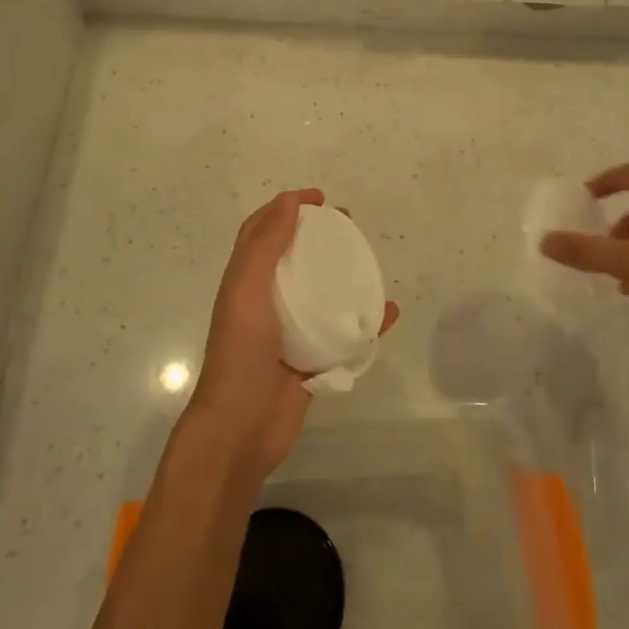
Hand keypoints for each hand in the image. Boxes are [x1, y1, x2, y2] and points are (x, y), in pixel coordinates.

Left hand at [188, 188, 398, 476]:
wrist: (241, 428)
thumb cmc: (240, 353)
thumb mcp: (246, 291)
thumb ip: (264, 247)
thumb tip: (287, 202)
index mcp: (245, 281)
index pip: (262, 231)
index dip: (285, 207)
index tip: (319, 199)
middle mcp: (266, 301)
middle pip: (294, 256)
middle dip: (318, 236)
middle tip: (349, 225)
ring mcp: (290, 331)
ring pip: (321, 292)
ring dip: (344, 273)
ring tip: (370, 261)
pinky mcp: (312, 360)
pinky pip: (344, 333)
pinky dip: (366, 321)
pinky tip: (389, 312)